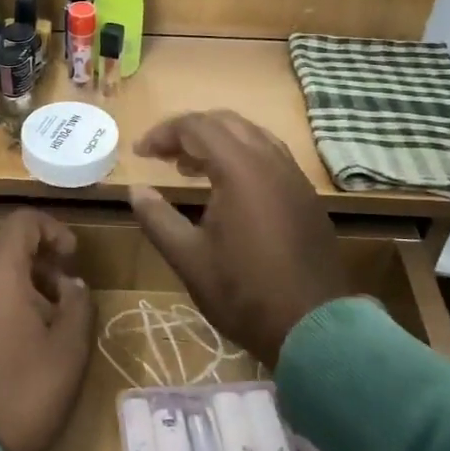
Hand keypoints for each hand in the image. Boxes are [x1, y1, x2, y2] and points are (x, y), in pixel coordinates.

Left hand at [0, 209, 93, 450]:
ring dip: (9, 284)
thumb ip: (78, 305)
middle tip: (59, 293)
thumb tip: (71, 284)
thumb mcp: (69, 352)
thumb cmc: (22, 396)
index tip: (72, 258)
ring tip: (33, 322)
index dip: (53, 230)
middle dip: (33, 260)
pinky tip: (1, 344)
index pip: (22, 221)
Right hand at [127, 111, 350, 365]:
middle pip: (226, 122)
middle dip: (189, 131)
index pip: (196, 127)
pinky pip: (270, 156)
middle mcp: (271, 161)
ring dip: (217, 141)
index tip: (140, 153)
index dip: (163, 133)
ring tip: (189, 168)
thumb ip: (157, 218)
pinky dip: (241, 156)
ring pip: (252, 135)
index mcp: (240, 169)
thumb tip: (136, 191)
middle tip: (162, 155)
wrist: (314, 328)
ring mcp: (294, 176)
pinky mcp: (306, 195)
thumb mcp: (188, 258)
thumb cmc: (243, 292)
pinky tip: (227, 188)